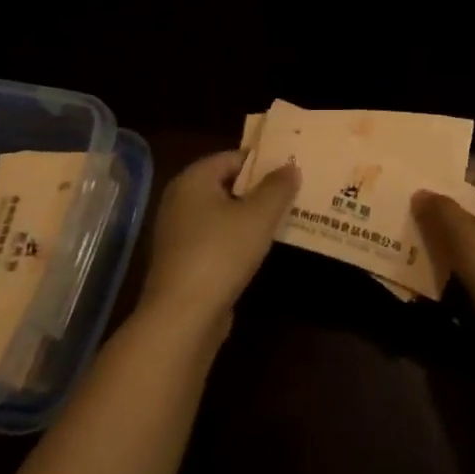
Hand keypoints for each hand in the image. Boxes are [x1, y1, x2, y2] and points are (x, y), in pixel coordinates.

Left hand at [142, 150, 299, 326]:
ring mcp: (179, 233)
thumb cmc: (221, 253)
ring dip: (252, 216)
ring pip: (224, 214)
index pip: (232, 157)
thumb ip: (278, 187)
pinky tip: (263, 248)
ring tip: (286, 218)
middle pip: (227, 185)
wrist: (183, 316)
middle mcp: (180, 201)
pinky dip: (239, 239)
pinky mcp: (184, 261)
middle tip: (295, 193)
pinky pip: (218, 238)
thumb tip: (290, 166)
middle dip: (260, 189)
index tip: (292, 170)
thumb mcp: (259, 216)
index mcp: (192, 180)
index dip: (263, 162)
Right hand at [412, 172, 474, 357]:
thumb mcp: (466, 236)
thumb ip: (441, 210)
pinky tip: (438, 272)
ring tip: (422, 243)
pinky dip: (467, 268)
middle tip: (421, 218)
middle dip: (457, 215)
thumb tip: (421, 194)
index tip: (434, 194)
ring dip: (458, 243)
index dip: (467, 184)